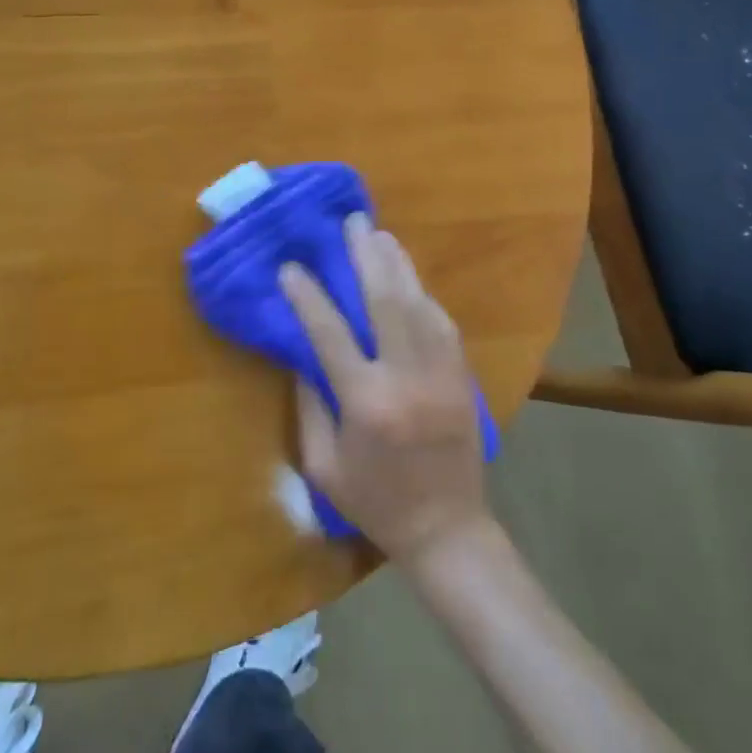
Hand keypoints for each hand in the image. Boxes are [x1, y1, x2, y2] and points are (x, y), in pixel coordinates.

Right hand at [280, 213, 494, 563]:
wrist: (447, 530)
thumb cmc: (375, 503)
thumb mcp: (324, 466)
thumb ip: (309, 406)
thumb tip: (302, 353)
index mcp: (366, 402)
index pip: (330, 333)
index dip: (308, 295)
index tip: (290, 267)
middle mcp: (406, 377)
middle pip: (385, 301)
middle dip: (366, 256)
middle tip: (353, 222)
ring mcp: (441, 373)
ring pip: (419, 303)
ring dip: (398, 264)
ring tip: (380, 234)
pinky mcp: (461, 376)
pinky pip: (442, 322)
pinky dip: (423, 293)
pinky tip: (409, 276)